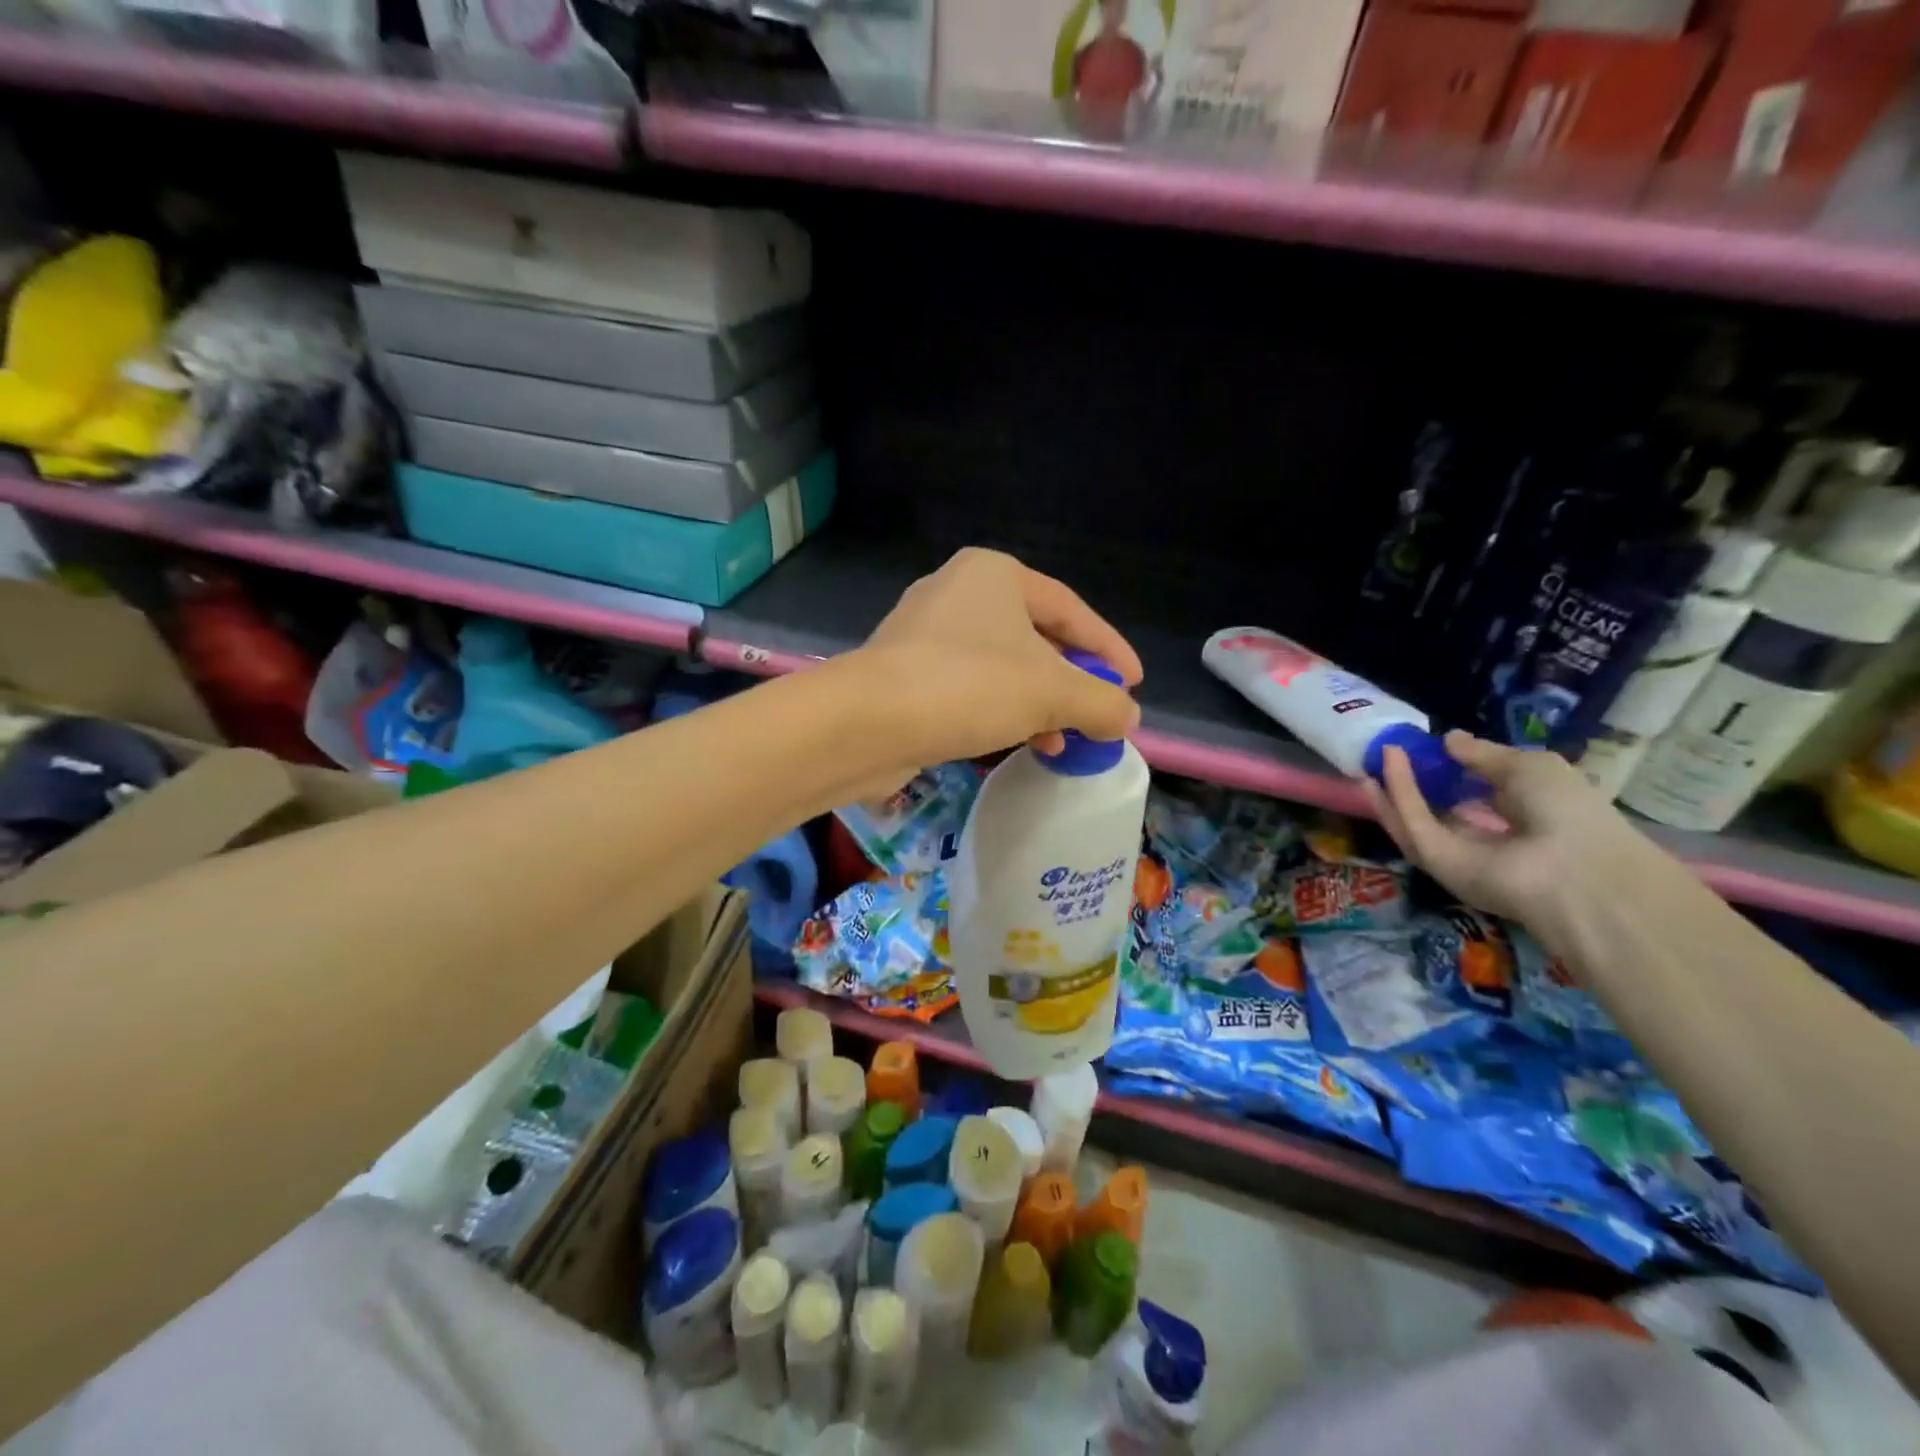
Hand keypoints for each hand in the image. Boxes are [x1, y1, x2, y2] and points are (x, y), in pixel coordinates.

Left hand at [855, 547, 1142, 765]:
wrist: (866, 723)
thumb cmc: (969, 686)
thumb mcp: (1052, 693)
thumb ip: (1101, 702)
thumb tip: (1126, 719)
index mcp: (994, 574)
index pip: (1070, 610)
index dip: (1108, 648)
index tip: (1134, 683)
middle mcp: (956, 593)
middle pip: (1034, 638)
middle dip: (1070, 681)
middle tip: (1098, 714)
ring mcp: (924, 634)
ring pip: (1000, 667)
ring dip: (1037, 704)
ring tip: (1062, 741)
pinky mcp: (904, 674)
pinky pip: (968, 689)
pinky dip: (1000, 713)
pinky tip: (1018, 744)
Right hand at [1363, 730, 1647, 931]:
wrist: (1572, 868)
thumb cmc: (1567, 811)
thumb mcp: (1530, 767)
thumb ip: (1484, 754)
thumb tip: (1449, 739)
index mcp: (1521, 817)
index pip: (1479, 793)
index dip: (1454, 769)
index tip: (1430, 747)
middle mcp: (1486, 837)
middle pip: (1440, 809)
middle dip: (1414, 781)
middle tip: (1391, 751)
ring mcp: (1457, 851)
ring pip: (1416, 818)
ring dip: (1395, 786)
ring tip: (1380, 752)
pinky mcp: (1435, 860)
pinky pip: (1413, 822)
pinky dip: (1399, 790)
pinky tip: (1390, 759)